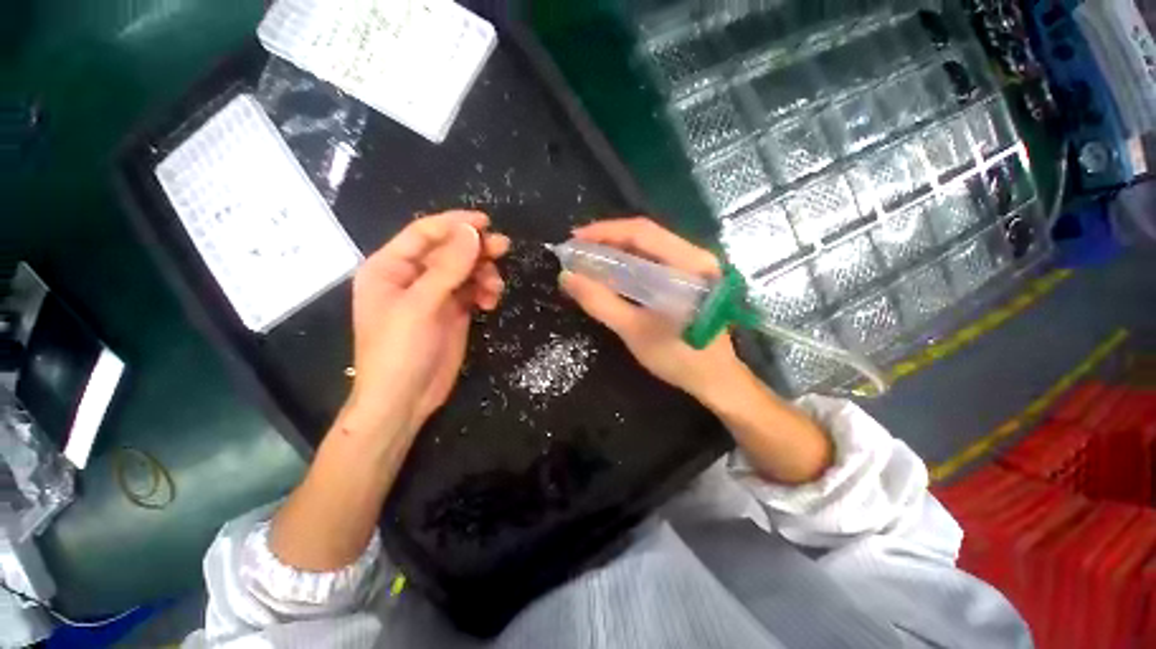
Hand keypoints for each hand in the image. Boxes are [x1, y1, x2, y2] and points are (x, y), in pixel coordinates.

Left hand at [345, 211, 509, 438]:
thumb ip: (448, 267)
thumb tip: (472, 232)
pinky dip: (484, 291)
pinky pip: (472, 290)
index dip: (455, 224)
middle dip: (475, 248)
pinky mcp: (452, 312)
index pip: (424, 233)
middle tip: (503, 248)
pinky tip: (491, 302)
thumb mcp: (421, 305)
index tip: (486, 222)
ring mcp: (434, 295)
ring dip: (483, 273)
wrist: (405, 400)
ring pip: (465, 270)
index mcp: (390, 267)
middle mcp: (411, 277)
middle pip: (448, 250)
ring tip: (494, 288)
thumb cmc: (400, 351)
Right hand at [558, 217, 746, 402]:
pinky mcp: (690, 278)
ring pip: (648, 246)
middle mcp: (695, 256)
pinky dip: (629, 262)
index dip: (604, 231)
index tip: (574, 239)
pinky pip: (654, 260)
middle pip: (645, 235)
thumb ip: (600, 302)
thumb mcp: (633, 330)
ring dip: (617, 249)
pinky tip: (612, 270)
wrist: (715, 379)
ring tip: (588, 257)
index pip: (642, 232)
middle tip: (577, 249)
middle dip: (607, 239)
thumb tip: (567, 276)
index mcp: (689, 264)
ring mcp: (695, 266)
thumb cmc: (678, 357)